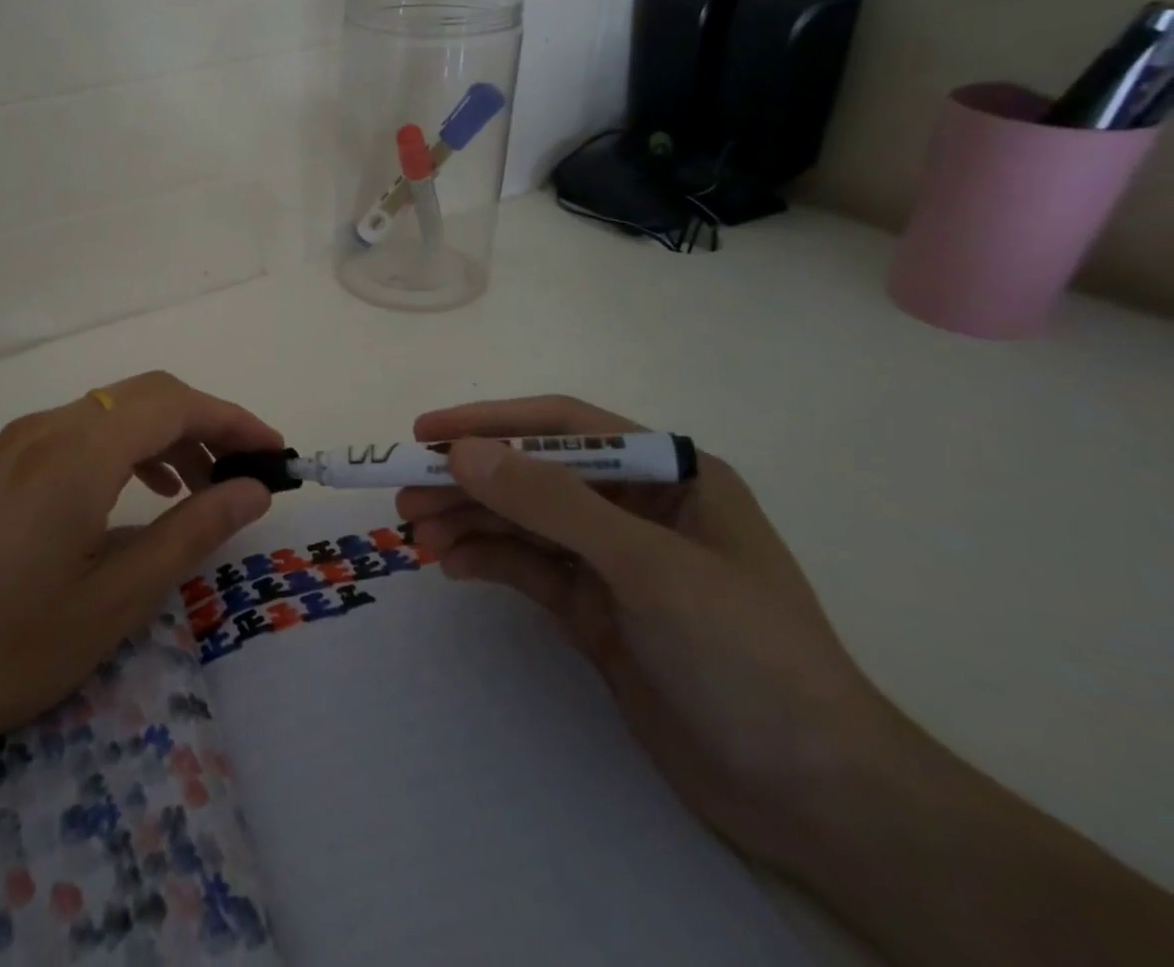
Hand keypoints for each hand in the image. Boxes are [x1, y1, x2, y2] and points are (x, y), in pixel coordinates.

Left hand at [0, 372, 277, 810]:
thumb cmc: (13, 647)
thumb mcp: (118, 598)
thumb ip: (194, 531)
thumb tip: (254, 489)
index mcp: (78, 452)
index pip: (176, 404)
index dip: (234, 419)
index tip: (276, 452)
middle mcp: (48, 426)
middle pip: (147, 395)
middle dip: (205, 423)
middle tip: (244, 474)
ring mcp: (20, 439)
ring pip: (115, 408)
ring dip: (167, 434)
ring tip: (198, 489)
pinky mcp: (5, 460)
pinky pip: (84, 428)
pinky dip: (128, 445)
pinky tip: (141, 492)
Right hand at [400, 395, 892, 874]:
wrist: (817, 800)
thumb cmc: (747, 656)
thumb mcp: (647, 566)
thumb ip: (553, 503)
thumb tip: (465, 452)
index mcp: (669, 474)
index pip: (564, 427)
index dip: (492, 423)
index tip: (427, 434)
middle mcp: (638, 507)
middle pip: (535, 476)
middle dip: (470, 482)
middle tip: (406, 494)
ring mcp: (615, 562)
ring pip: (524, 523)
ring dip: (469, 522)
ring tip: (415, 532)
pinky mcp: (597, 611)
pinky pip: (530, 570)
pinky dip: (488, 561)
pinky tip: (451, 565)